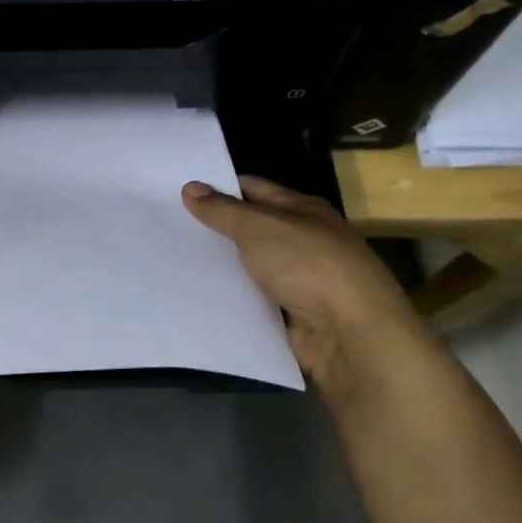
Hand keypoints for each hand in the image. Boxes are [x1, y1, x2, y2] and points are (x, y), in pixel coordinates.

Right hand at [183, 175, 427, 400]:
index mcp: (304, 209)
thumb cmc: (308, 265)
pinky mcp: (295, 316)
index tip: (181, 192)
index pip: (254, 188)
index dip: (220, 187)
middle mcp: (305, 240)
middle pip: (252, 228)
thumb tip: (190, 187)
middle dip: (217, 228)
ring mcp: (302, 280)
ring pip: (252, 266)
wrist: (352, 336)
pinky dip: (234, 298)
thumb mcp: (258, 228)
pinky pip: (256, 300)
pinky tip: (201, 295)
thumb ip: (222, 210)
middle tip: (169, 224)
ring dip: (223, 266)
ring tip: (175, 259)